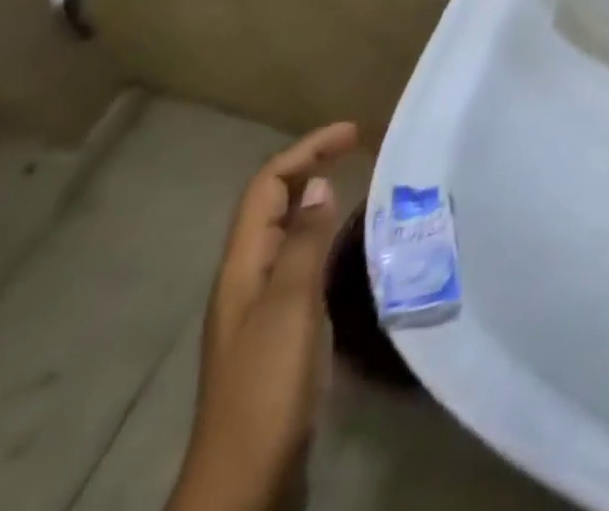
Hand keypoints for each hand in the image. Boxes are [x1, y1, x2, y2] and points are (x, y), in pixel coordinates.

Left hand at [168, 122, 360, 510]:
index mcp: (243, 265)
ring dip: (320, 204)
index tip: (352, 132)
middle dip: (311, 168)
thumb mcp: (290, 304)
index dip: (306, 150)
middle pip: (274, 205)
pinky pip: (303, 265)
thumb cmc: (266, 382)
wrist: (245, 476)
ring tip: (365, 192)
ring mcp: (262, 306)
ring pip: (290, 234)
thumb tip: (318, 184)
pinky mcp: (280, 332)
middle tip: (359, 152)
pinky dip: (327, 242)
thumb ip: (305, 241)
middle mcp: (248, 276)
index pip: (267, 186)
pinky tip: (355, 252)